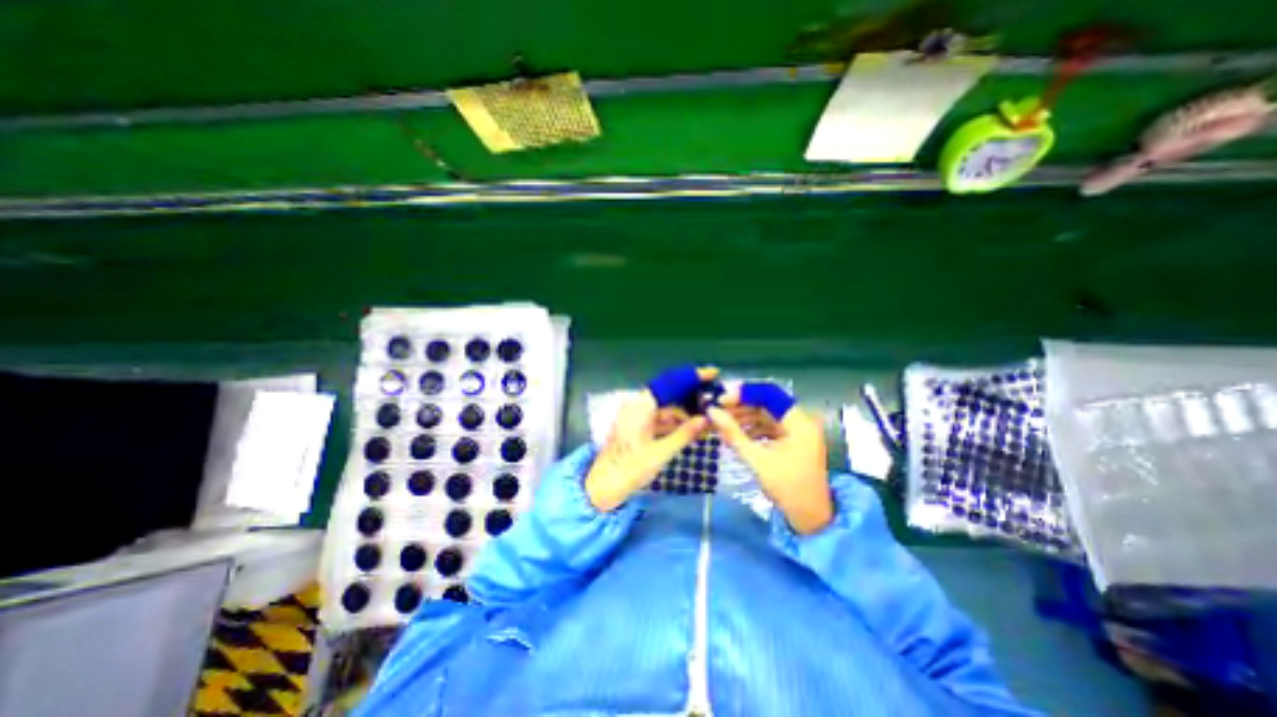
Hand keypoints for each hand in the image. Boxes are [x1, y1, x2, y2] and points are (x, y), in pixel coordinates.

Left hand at [588, 368, 717, 511]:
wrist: (604, 487)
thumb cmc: (630, 469)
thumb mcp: (661, 452)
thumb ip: (685, 434)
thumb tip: (707, 419)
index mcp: (641, 405)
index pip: (671, 382)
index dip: (692, 376)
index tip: (713, 374)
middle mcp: (638, 404)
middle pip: (670, 393)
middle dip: (693, 396)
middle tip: (717, 400)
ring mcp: (637, 415)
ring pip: (667, 407)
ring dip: (686, 412)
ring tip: (710, 417)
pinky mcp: (637, 426)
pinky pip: (660, 418)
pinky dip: (676, 422)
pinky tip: (693, 428)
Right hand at [703, 387, 833, 531]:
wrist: (810, 518)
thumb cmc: (787, 488)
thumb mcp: (757, 459)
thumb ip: (733, 433)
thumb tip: (712, 411)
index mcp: (799, 422)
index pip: (769, 394)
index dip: (743, 393)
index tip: (721, 399)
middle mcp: (801, 421)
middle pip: (767, 403)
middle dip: (741, 406)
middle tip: (717, 411)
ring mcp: (798, 431)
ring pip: (767, 414)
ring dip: (745, 417)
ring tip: (722, 423)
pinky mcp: (793, 440)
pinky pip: (770, 426)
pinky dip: (753, 428)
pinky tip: (736, 434)